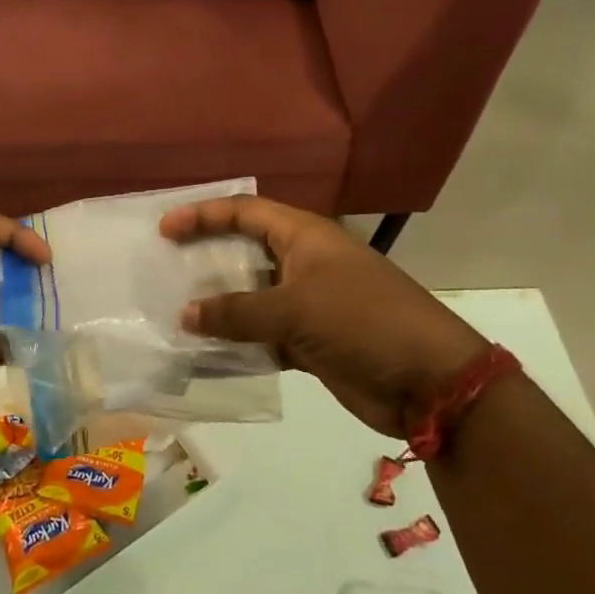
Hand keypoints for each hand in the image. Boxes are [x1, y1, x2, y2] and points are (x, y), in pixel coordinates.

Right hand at [159, 196, 486, 439]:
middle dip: (205, 258)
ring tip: (174, 311)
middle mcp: (303, 263)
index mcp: (304, 236)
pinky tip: (206, 352)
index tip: (164, 230)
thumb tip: (185, 315)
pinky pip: (262, 335)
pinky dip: (237, 342)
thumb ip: (237, 312)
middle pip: (244, 251)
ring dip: (218, 305)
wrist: (431, 382)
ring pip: (251, 297)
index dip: (203, 215)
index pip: (244, 211)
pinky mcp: (311, 341)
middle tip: (163, 268)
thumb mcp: (296, 309)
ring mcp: (308, 303)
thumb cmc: (363, 322)